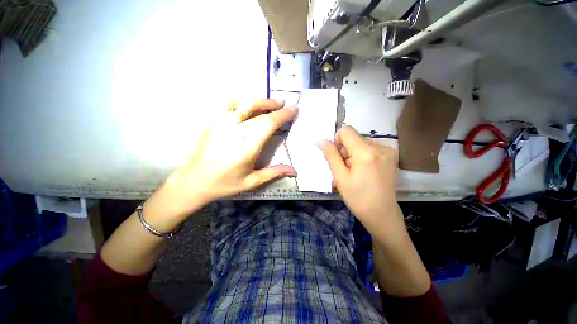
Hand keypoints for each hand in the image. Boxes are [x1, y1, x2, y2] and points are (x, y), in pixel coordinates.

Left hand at [145, 99, 296, 223]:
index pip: (267, 124)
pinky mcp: (212, 121)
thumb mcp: (252, 182)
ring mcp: (220, 124)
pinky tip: (249, 102)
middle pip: (257, 111)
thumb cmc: (225, 183)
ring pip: (244, 104)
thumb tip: (294, 170)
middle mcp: (233, 132)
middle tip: (285, 104)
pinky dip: (242, 100)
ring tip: (272, 102)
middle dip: (274, 106)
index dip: (282, 115)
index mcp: (245, 148)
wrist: (194, 181)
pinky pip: (228, 103)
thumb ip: (274, 173)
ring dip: (261, 101)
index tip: (293, 110)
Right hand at [316, 126, 401, 234]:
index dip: (337, 141)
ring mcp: (388, 150)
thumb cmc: (358, 198)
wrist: (382, 214)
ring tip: (356, 172)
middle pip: (354, 137)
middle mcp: (380, 146)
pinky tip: (365, 171)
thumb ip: (330, 155)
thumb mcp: (340, 177)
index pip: (346, 130)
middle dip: (345, 150)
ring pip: (361, 142)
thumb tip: (320, 140)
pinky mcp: (391, 155)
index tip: (339, 158)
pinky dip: (363, 155)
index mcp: (366, 152)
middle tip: (347, 169)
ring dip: (354, 153)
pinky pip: (370, 147)